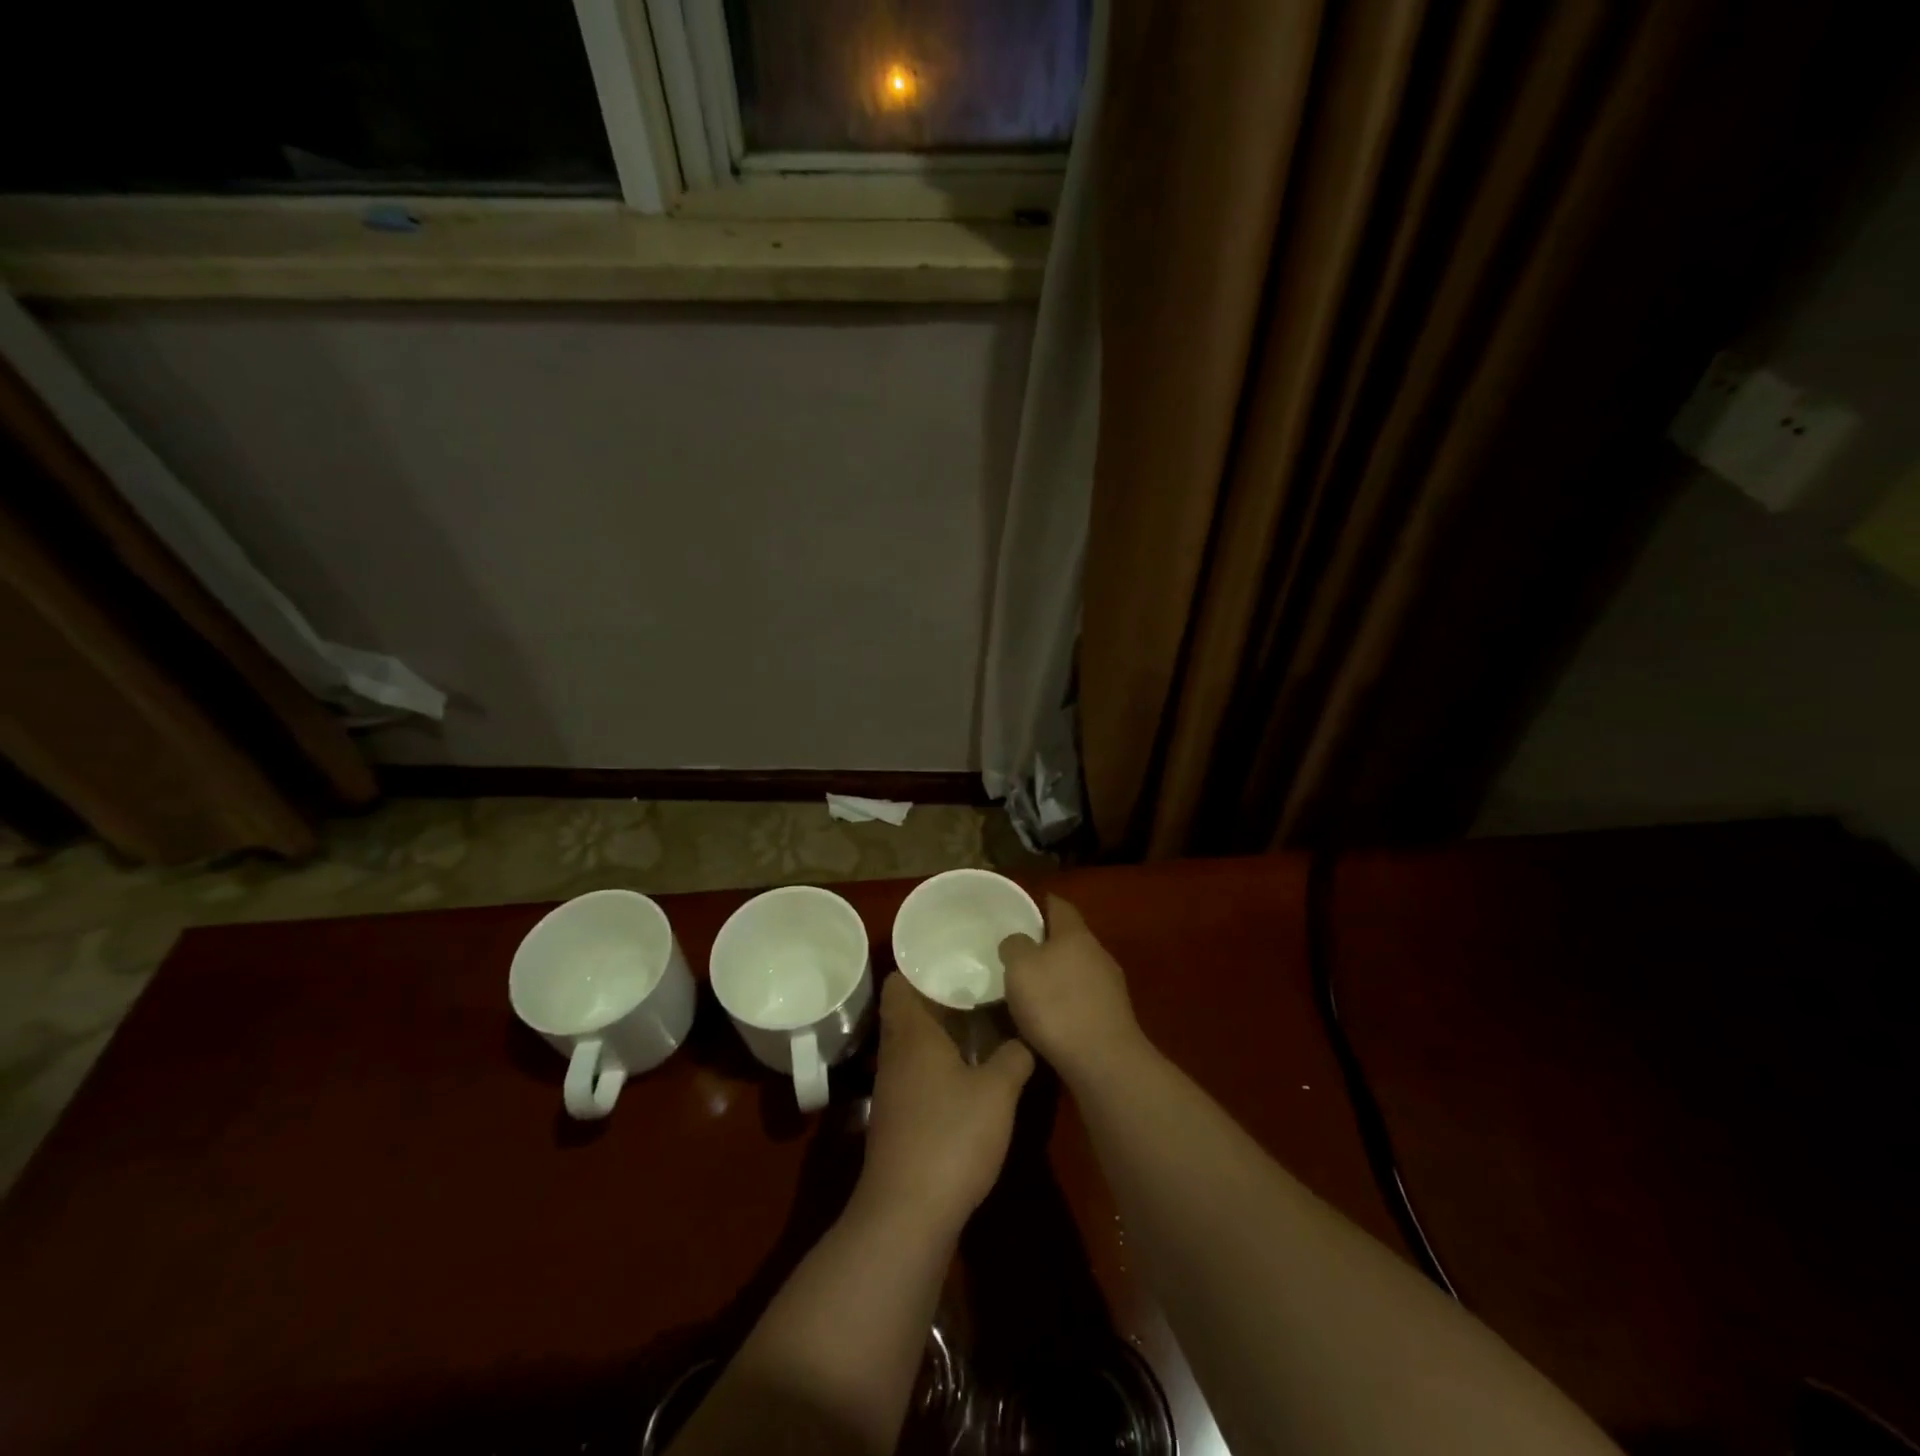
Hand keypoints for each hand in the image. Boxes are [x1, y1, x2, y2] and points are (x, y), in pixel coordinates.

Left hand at [857, 975, 1033, 1235]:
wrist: (908, 1213)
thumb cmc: (951, 1137)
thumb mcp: (998, 1093)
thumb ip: (1014, 1056)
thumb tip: (1025, 1036)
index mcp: (912, 1032)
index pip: (899, 980)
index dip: (921, 964)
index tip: (954, 952)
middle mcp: (896, 1051)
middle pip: (909, 1007)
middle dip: (940, 992)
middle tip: (979, 977)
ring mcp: (894, 1085)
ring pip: (915, 1039)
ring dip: (942, 1026)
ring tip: (982, 1014)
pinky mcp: (900, 1114)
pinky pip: (918, 1067)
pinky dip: (940, 1057)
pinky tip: (971, 1065)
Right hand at [998, 895, 1147, 1087]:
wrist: (1103, 1062)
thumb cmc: (1056, 1005)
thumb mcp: (1020, 967)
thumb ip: (1015, 946)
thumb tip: (1018, 941)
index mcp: (1075, 933)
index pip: (1058, 905)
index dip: (1040, 903)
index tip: (1020, 909)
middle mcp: (1097, 952)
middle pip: (1069, 938)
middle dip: (1046, 943)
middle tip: (1018, 953)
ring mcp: (1110, 985)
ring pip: (1077, 969)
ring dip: (1057, 975)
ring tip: (1030, 989)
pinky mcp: (1113, 1016)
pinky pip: (1083, 998)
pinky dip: (1066, 1001)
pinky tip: (1050, 1019)